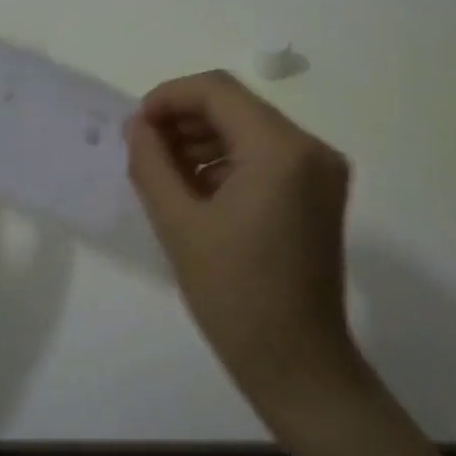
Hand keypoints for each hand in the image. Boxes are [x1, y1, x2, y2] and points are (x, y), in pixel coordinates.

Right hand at [125, 70, 363, 426]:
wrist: (298, 364)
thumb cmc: (234, 296)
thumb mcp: (178, 224)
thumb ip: (151, 163)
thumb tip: (138, 126)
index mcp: (281, 150)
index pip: (217, 90)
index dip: (168, 98)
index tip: (134, 126)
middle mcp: (311, 148)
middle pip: (236, 107)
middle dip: (184, 120)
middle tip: (142, 150)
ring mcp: (321, 171)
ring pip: (250, 130)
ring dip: (204, 140)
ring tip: (163, 172)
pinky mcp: (319, 193)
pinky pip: (266, 157)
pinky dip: (228, 162)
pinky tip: (196, 189)